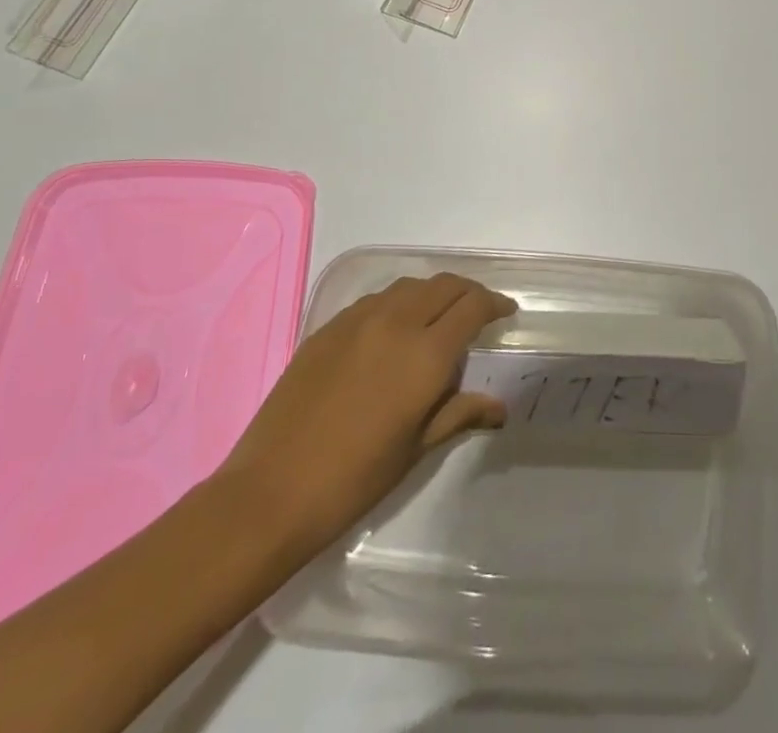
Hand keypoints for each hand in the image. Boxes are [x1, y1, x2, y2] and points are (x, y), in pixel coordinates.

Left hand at [217, 273, 516, 558]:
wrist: (270, 492)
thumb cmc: (354, 479)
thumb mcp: (416, 448)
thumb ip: (459, 413)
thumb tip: (499, 407)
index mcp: (425, 354)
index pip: (472, 307)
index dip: (495, 304)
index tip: (506, 312)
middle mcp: (396, 323)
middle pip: (444, 286)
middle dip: (468, 293)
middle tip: (479, 312)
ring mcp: (358, 320)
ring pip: (409, 286)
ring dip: (432, 294)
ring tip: (438, 317)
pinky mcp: (328, 328)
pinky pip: (376, 300)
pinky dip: (398, 303)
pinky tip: (394, 330)